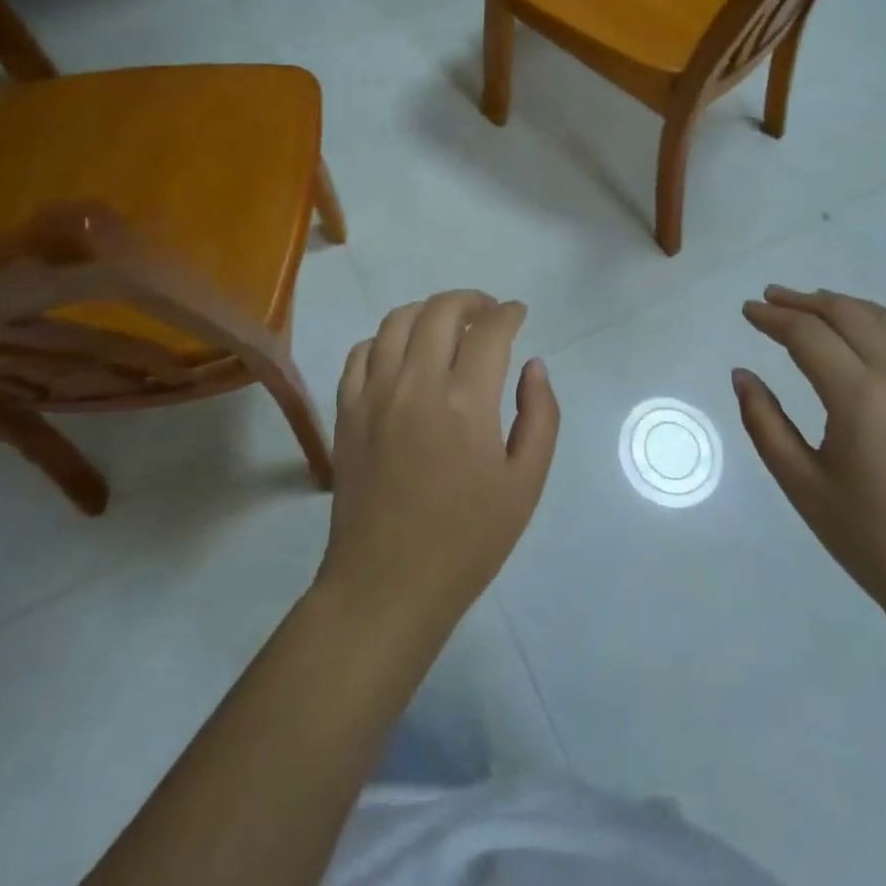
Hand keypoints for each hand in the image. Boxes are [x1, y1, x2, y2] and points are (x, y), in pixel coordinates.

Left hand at [316, 291, 558, 634]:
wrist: (387, 585)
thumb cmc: (467, 540)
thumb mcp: (525, 484)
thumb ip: (540, 416)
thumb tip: (533, 366)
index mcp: (467, 402)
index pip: (490, 330)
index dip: (508, 313)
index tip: (518, 314)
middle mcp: (416, 384)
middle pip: (441, 311)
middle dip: (471, 300)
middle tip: (487, 314)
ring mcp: (374, 394)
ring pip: (397, 320)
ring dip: (428, 311)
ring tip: (447, 326)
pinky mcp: (346, 410)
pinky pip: (361, 352)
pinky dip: (385, 339)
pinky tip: (401, 355)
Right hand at [735, 286, 885, 638]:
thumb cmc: (871, 540)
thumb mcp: (801, 484)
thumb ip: (764, 422)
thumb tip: (742, 375)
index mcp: (861, 398)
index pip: (809, 335)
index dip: (773, 318)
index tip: (747, 310)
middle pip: (848, 314)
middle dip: (804, 301)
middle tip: (770, 298)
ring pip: (883, 319)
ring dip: (841, 305)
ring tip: (809, 307)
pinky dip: (873, 323)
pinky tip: (856, 337)